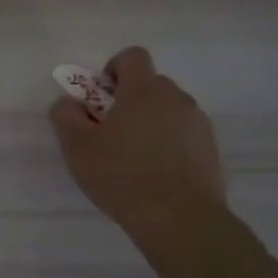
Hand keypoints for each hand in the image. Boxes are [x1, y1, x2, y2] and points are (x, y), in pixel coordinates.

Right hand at [49, 47, 225, 230]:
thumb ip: (65, 115)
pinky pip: (184, 135)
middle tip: (111, 133)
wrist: (181, 221)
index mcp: (144, 90)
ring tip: (134, 159)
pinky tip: (156, 175)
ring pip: (169, 111)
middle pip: (151, 84)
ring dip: (151, 123)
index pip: (132, 56)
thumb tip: (69, 102)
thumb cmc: (122, 175)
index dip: (113, 70)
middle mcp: (176, 98)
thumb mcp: (77, 146)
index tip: (102, 99)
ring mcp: (199, 125)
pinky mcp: (212, 151)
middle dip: (130, 100)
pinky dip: (170, 145)